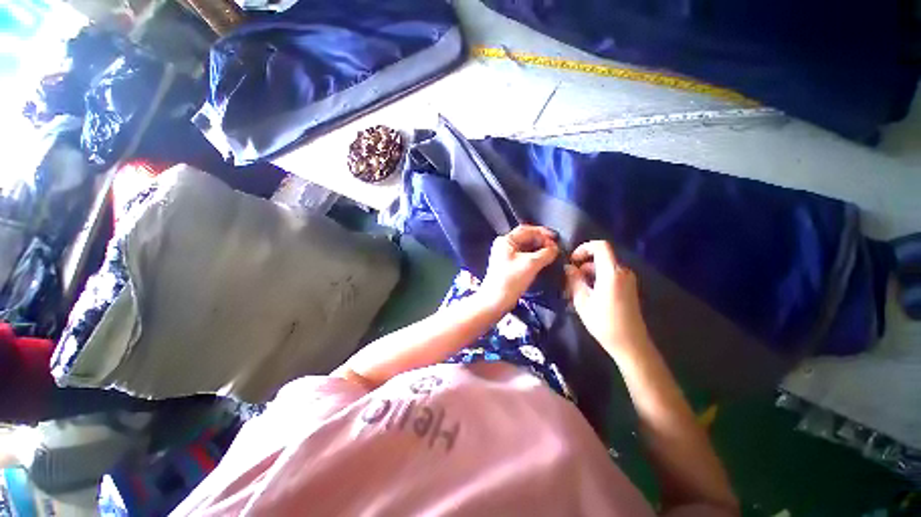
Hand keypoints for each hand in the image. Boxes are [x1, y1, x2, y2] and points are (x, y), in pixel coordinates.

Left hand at [480, 225, 559, 311]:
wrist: (495, 301)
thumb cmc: (511, 280)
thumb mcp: (530, 264)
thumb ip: (545, 253)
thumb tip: (555, 248)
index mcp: (505, 240)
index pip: (526, 230)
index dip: (542, 232)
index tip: (556, 238)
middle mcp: (504, 245)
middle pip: (526, 238)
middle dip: (541, 241)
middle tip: (555, 247)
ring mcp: (506, 256)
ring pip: (526, 248)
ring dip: (539, 249)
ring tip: (552, 254)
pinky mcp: (509, 266)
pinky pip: (524, 256)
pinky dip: (535, 257)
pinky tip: (544, 261)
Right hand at [564, 241, 648, 353]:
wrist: (630, 343)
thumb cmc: (604, 323)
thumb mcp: (582, 301)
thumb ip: (574, 280)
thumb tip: (568, 267)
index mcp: (612, 273)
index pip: (601, 246)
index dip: (584, 248)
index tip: (572, 260)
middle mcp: (623, 272)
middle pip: (601, 258)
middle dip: (583, 265)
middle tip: (570, 280)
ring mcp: (628, 280)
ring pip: (604, 267)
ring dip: (589, 274)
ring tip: (576, 290)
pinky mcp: (628, 288)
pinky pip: (610, 275)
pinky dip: (597, 279)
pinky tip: (588, 295)